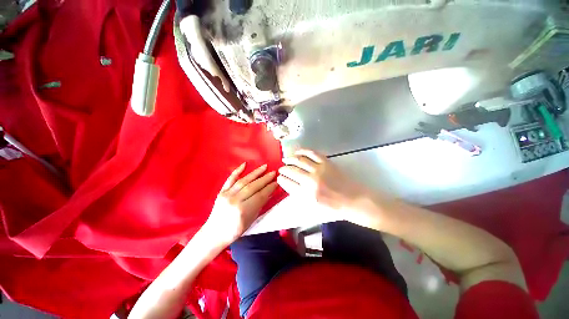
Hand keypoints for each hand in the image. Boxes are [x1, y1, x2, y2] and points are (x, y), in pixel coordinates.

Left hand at [204, 163, 276, 246]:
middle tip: (274, 173)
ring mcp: (227, 195)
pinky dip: (237, 171)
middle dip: (265, 179)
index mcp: (244, 210)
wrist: (215, 233)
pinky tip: (244, 164)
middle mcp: (235, 200)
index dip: (270, 188)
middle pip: (253, 186)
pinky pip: (230, 179)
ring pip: (244, 181)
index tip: (277, 182)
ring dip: (256, 173)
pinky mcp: (221, 192)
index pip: (260, 196)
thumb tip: (269, 193)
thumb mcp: (251, 220)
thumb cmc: (235, 230)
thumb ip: (260, 205)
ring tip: (264, 167)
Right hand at [277, 149, 368, 211]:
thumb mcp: (313, 205)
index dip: (281, 180)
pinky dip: (302, 151)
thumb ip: (299, 194)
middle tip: (281, 169)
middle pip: (291, 171)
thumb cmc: (333, 206)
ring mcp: (319, 169)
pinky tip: (297, 152)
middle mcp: (311, 180)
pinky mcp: (326, 162)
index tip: (279, 178)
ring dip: (290, 159)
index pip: (288, 184)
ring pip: (299, 160)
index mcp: (307, 194)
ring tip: (285, 159)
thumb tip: (289, 183)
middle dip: (283, 169)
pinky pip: (311, 153)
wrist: (353, 199)